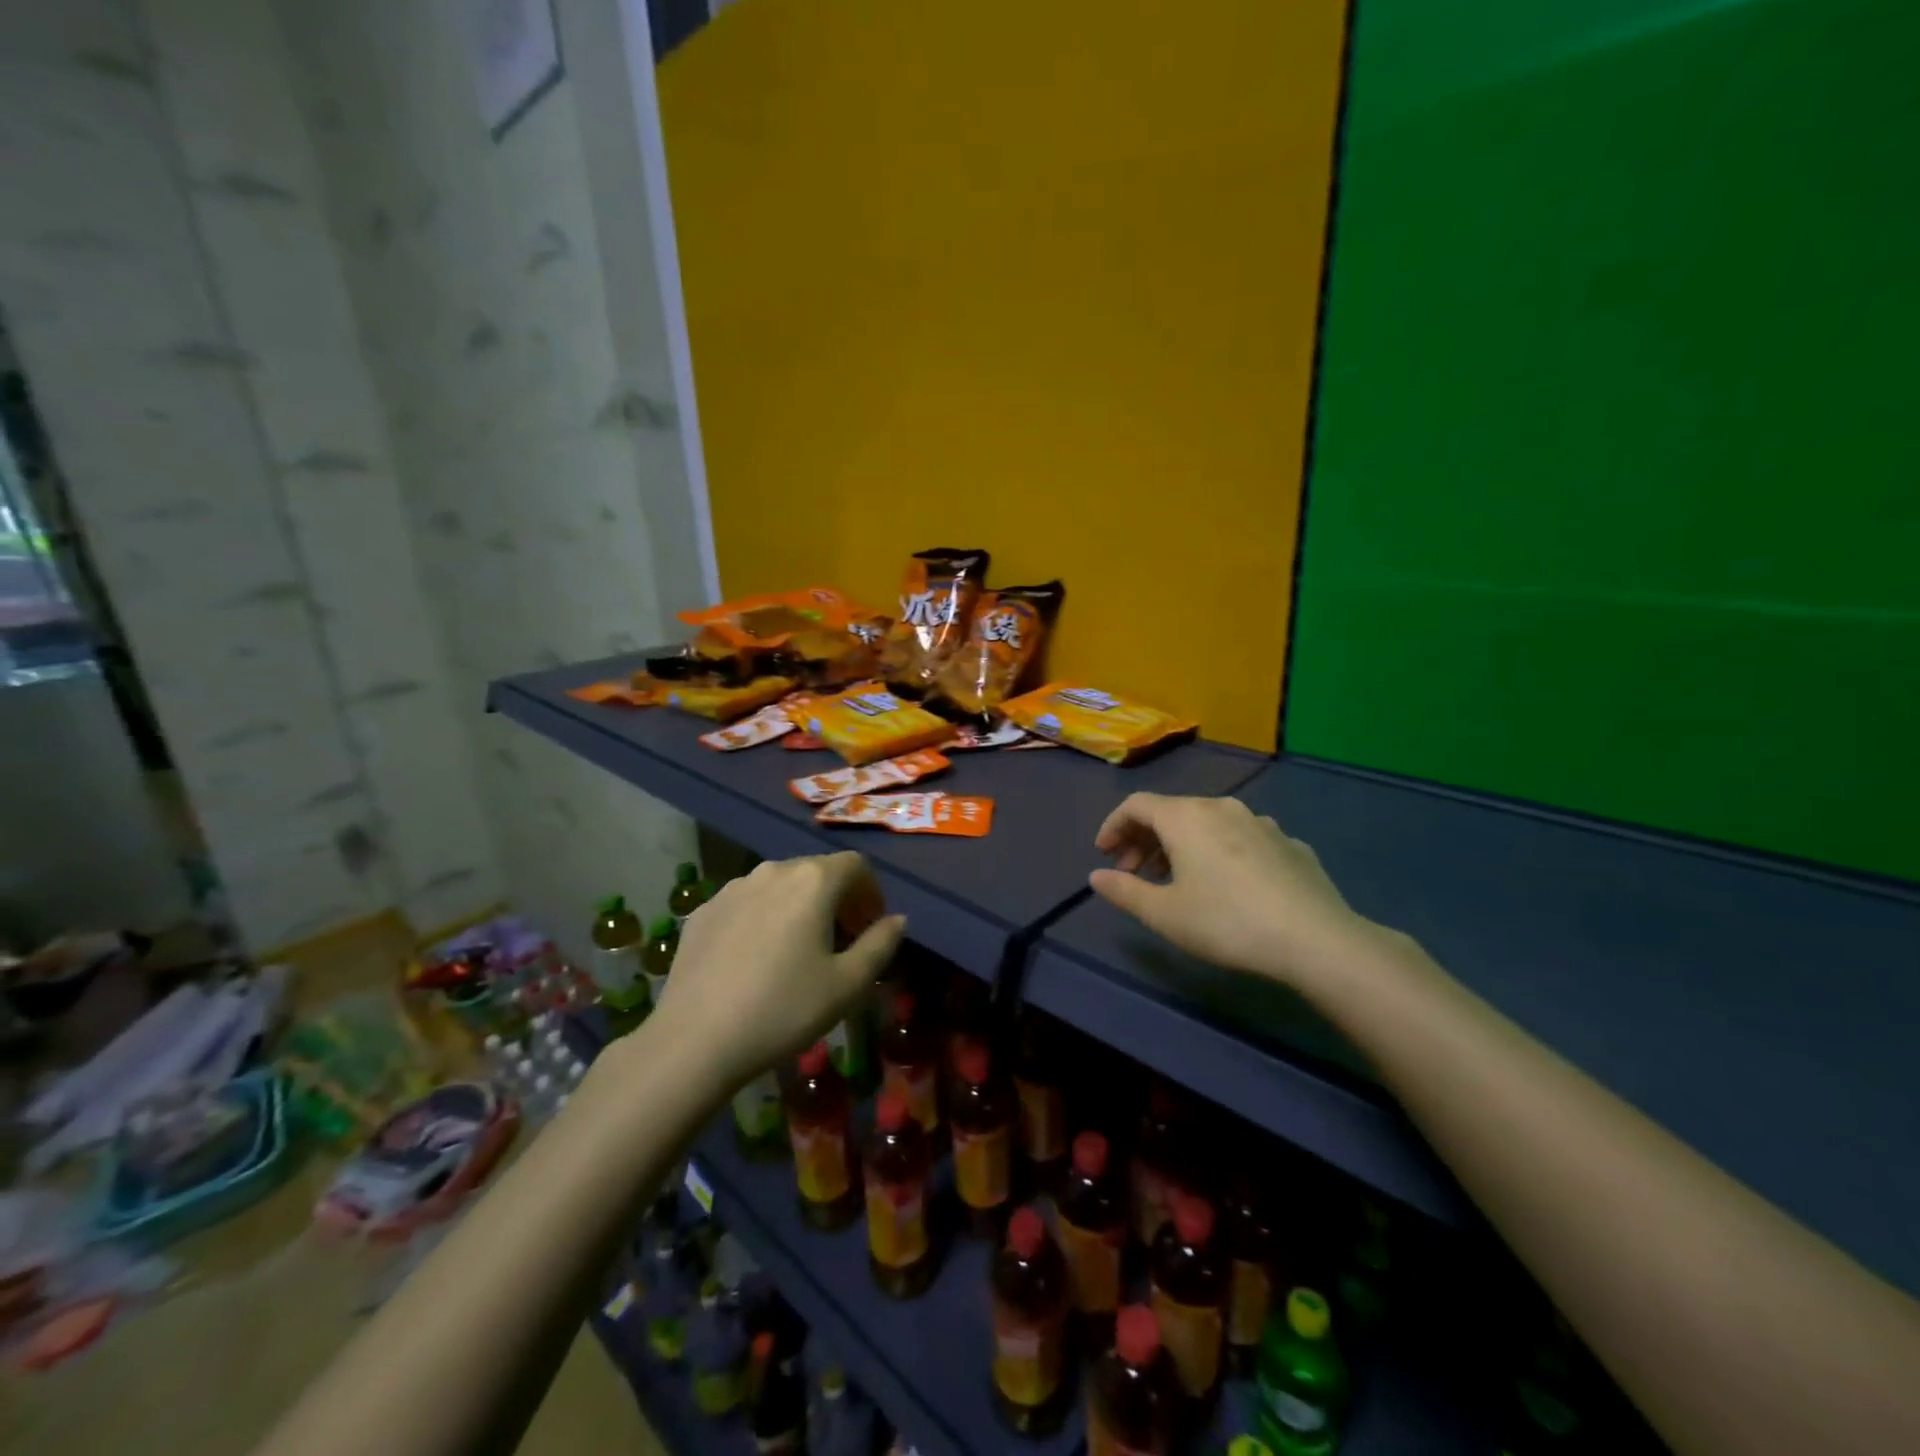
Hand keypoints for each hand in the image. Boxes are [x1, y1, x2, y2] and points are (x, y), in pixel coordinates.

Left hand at [651, 853, 905, 1092]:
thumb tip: (897, 920)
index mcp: (813, 881)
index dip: (871, 893)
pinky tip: (756, 960)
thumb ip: (880, 945)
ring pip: (780, 886)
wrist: (695, 1041)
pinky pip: (747, 904)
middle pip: (817, 872)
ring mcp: (732, 888)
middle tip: (842, 942)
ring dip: (799, 907)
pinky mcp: (703, 911)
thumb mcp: (848, 984)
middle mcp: (773, 871)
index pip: (856, 865)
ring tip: (798, 951)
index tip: (871, 927)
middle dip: (838, 900)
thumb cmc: (784, 1009)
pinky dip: (764, 919)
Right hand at [1089, 793, 1373, 986]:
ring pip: (1208, 824)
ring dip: (1182, 846)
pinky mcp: (1290, 844)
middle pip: (1172, 812)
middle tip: (1134, 872)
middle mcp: (1222, 808)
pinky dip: (1220, 853)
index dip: (1113, 826)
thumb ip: (1125, 891)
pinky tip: (1227, 885)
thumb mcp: (1164, 914)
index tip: (1105, 854)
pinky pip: (1241, 839)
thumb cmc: (1227, 922)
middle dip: (1145, 839)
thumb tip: (1097, 877)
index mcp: (1186, 817)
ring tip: (1177, 880)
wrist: (1317, 940)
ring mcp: (1261, 823)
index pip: (1137, 805)